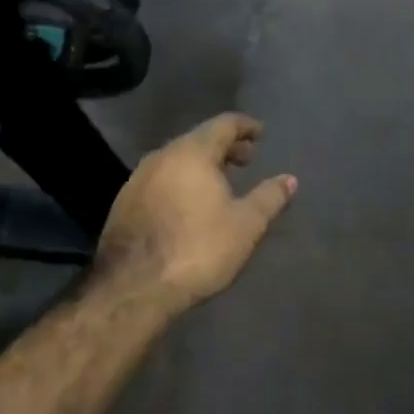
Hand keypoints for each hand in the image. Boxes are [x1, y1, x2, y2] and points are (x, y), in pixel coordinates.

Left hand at [93, 113, 296, 315]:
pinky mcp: (124, 204)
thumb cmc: (198, 249)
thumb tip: (290, 179)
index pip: (223, 124)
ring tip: (220, 182)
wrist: (133, 288)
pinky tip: (189, 204)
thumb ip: (269, 197)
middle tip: (246, 160)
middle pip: (198, 139)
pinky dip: (181, 181)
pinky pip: (160, 180)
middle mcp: (161, 157)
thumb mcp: (246, 225)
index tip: (260, 133)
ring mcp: (137, 180)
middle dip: (224, 147)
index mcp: (192, 153)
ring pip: (176, 160)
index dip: (245, 126)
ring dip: (201, 165)